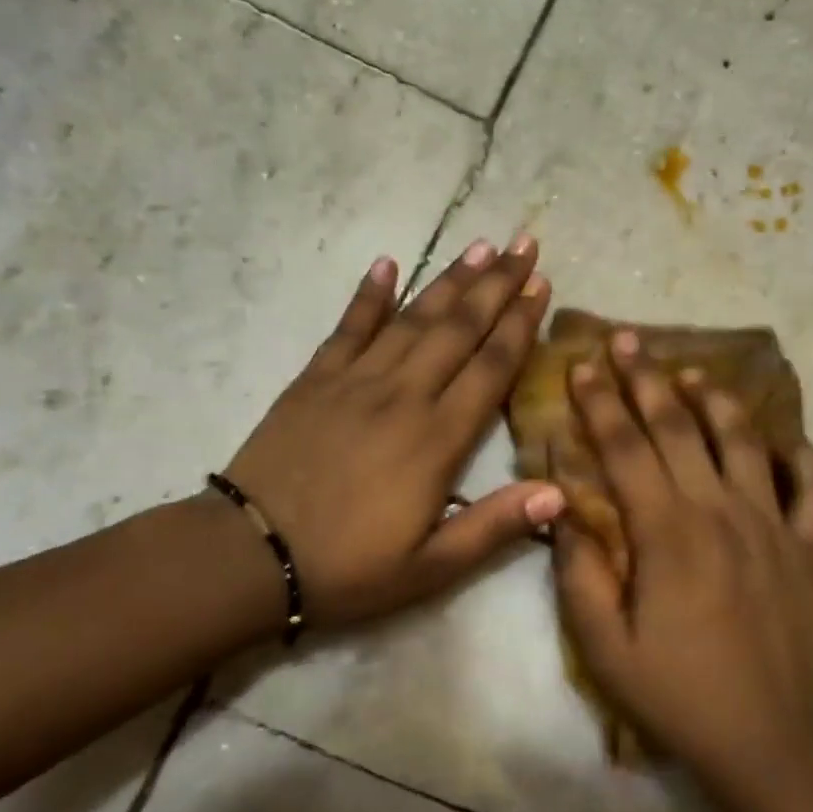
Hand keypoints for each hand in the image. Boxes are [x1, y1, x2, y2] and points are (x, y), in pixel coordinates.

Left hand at [224, 233, 565, 625]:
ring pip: (413, 318)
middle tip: (523, 244)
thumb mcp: (431, 567)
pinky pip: (349, 327)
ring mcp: (356, 381)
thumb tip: (561, 494)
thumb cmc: (348, 567)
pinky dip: (369, 294)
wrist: (251, 555)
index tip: (541, 285)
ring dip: (449, 280)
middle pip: (458, 329)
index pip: (491, 367)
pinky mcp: (315, 379)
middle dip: (496, 285)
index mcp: (437, 439)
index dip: (520, 324)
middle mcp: (403, 396)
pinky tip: (387, 263)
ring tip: (480, 246)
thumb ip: (495, 527)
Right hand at [553, 331, 812, 790]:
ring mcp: (775, 525)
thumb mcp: (603, 645)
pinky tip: (783, 440)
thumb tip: (560, 511)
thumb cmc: (676, 694)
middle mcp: (721, 511)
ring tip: (693, 372)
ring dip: (715, 400)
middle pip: (678, 428)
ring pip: (744, 441)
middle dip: (646, 379)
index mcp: (667, 531)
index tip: (583, 366)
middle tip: (627, 340)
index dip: (600, 402)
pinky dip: (800, 456)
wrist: (768, 745)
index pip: (625, 447)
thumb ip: (577, 572)